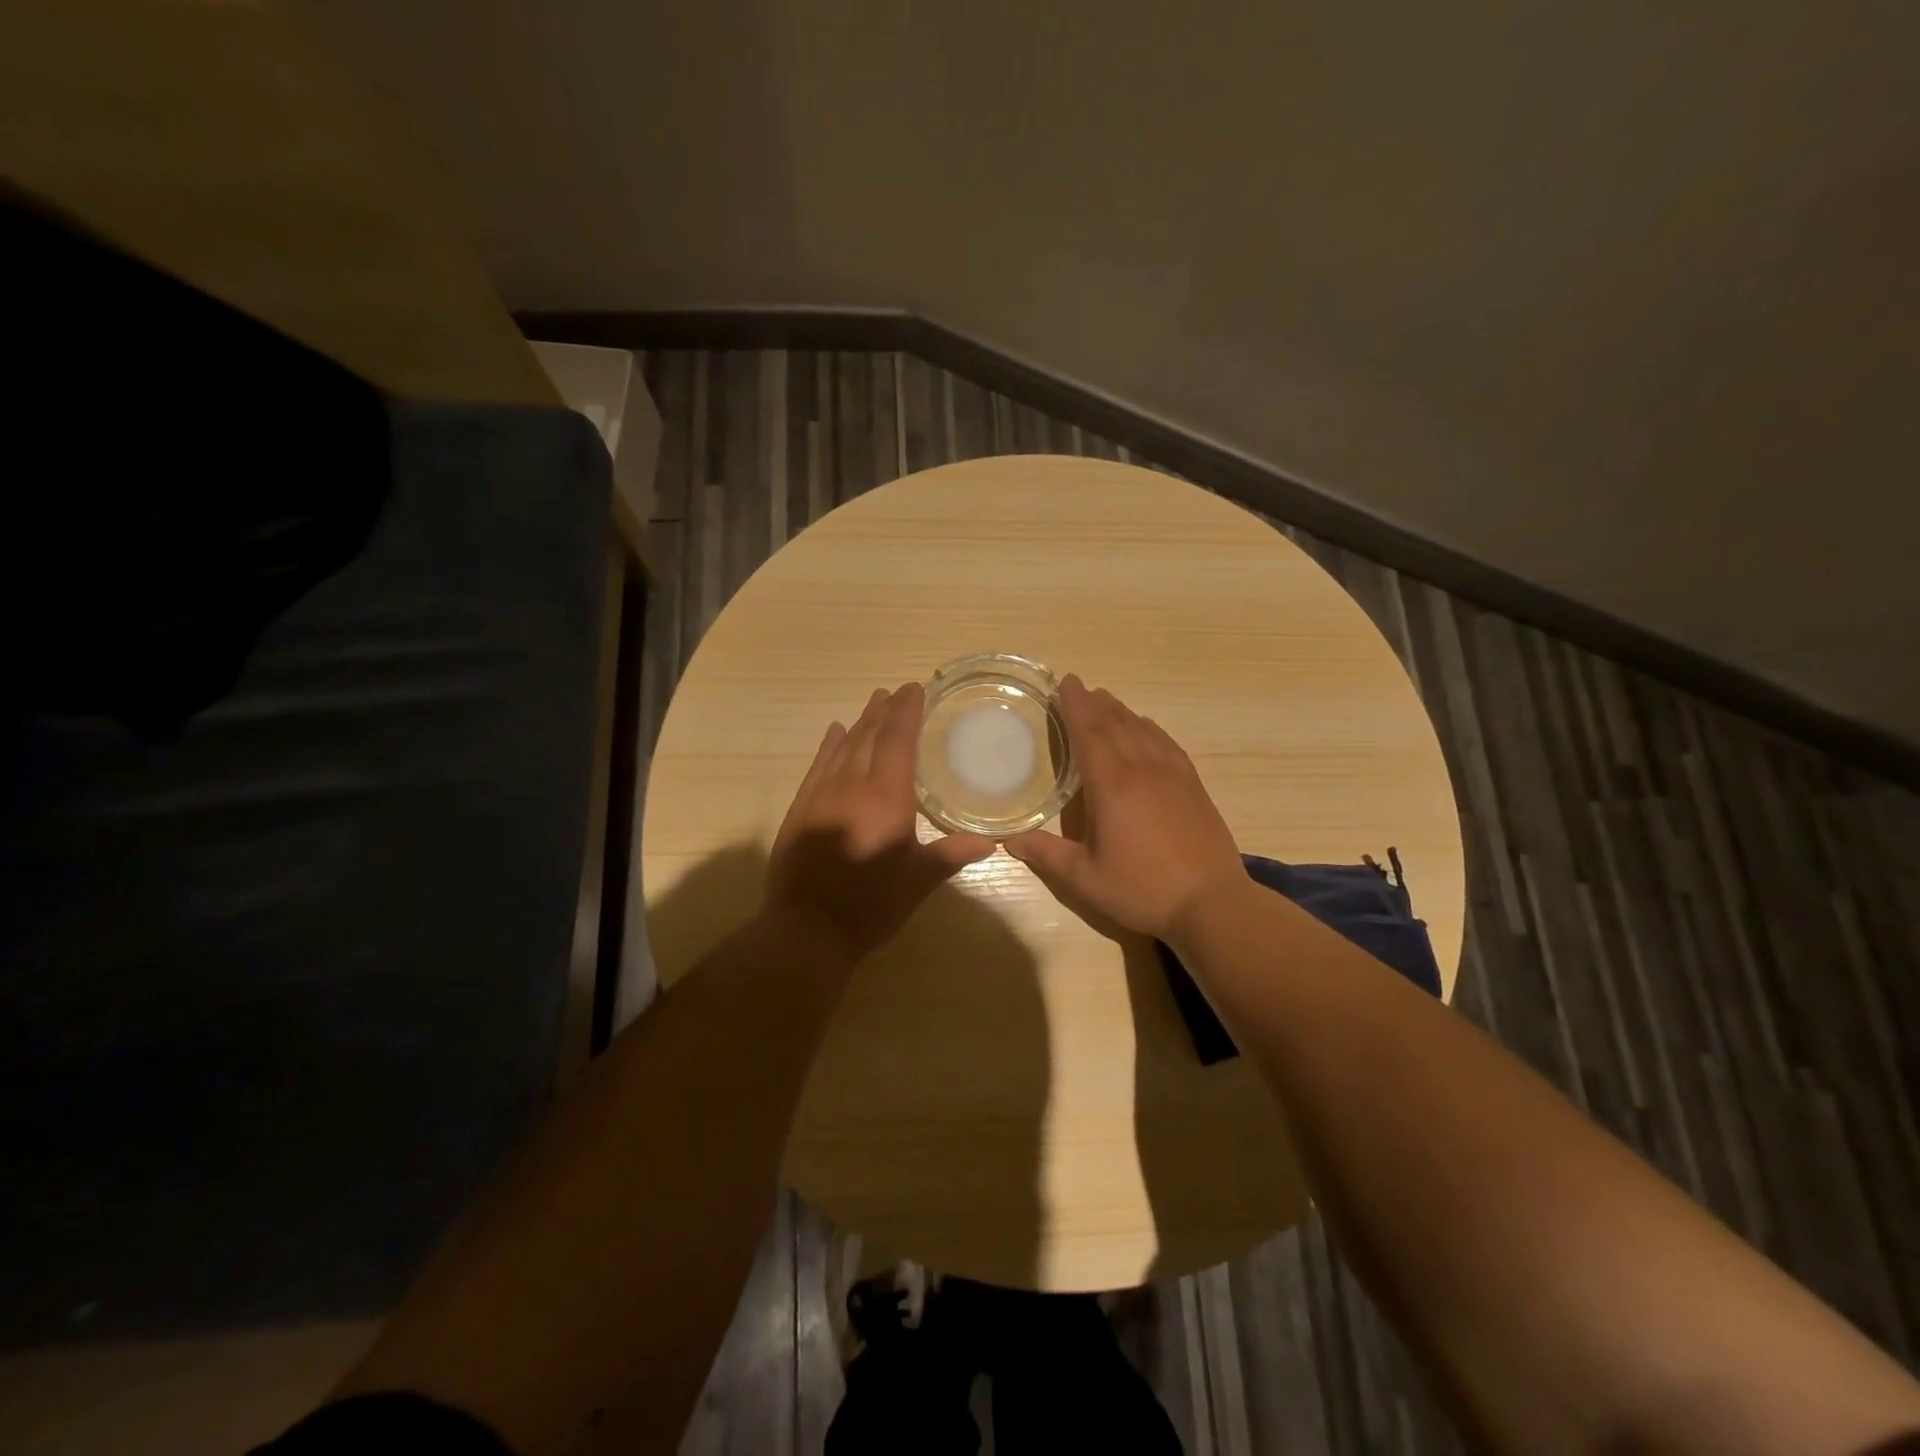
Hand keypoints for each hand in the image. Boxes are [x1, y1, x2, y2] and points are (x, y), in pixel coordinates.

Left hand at [765, 683, 996, 961]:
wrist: (807, 928)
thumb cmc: (870, 905)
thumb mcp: (918, 882)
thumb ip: (952, 855)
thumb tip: (992, 842)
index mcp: (887, 798)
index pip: (898, 741)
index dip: (907, 712)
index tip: (915, 688)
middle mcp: (853, 785)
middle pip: (870, 736)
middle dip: (885, 711)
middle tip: (897, 691)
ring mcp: (822, 794)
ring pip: (844, 746)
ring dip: (860, 722)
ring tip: (874, 702)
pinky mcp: (801, 807)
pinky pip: (818, 765)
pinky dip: (829, 744)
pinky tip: (835, 731)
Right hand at [1005, 675, 1243, 940]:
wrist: (1211, 903)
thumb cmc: (1142, 889)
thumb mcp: (1085, 878)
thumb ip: (1047, 855)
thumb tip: (1010, 841)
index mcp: (1112, 784)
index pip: (1089, 733)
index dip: (1075, 705)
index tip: (1065, 682)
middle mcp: (1142, 768)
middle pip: (1116, 724)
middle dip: (1095, 703)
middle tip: (1079, 688)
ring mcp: (1173, 774)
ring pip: (1143, 729)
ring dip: (1122, 712)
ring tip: (1106, 702)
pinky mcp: (1193, 785)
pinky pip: (1167, 743)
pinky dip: (1150, 729)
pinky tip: (1147, 729)